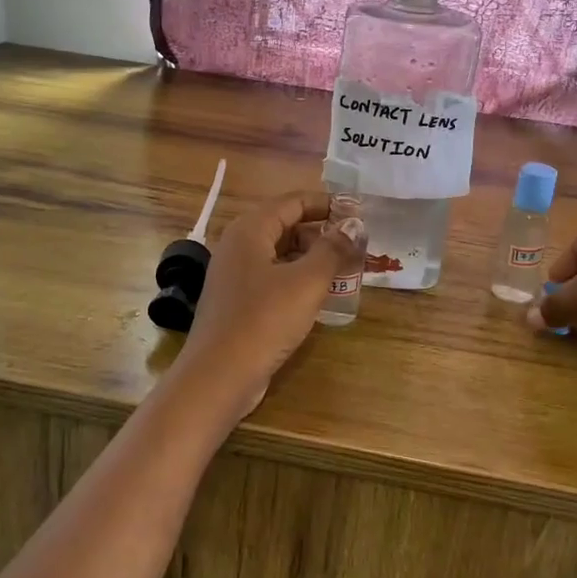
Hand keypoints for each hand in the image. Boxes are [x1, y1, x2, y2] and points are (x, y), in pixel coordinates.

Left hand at [172, 193, 362, 420]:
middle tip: (356, 244)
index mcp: (250, 230)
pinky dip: (297, 278)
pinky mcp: (238, 302)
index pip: (292, 201)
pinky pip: (273, 278)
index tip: (357, 211)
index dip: (326, 203)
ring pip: (280, 254)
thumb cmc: (264, 320)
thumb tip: (354, 225)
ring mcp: (235, 275)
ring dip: (312, 257)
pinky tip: (320, 294)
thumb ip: (333, 249)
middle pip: (285, 225)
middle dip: (321, 231)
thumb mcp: (307, 282)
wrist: (219, 375)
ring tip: (345, 268)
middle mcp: (238, 246)